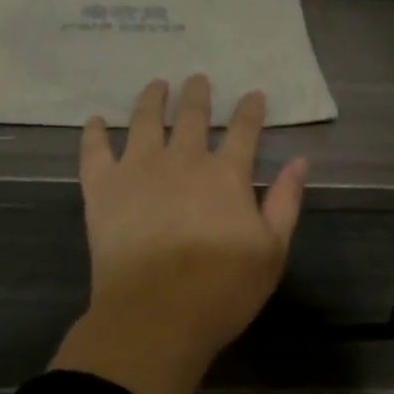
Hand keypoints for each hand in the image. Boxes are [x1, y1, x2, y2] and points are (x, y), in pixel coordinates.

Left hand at [51, 75, 310, 393]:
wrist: (155, 315)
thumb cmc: (222, 289)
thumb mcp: (272, 250)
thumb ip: (285, 201)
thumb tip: (300, 161)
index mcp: (225, 174)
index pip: (243, 129)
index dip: (250, 109)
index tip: (253, 94)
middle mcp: (182, 159)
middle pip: (191, 115)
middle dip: (197, 94)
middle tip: (198, 78)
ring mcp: (138, 169)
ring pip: (144, 120)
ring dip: (152, 98)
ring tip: (156, 84)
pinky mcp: (102, 188)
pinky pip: (94, 151)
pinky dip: (93, 133)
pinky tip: (95, 120)